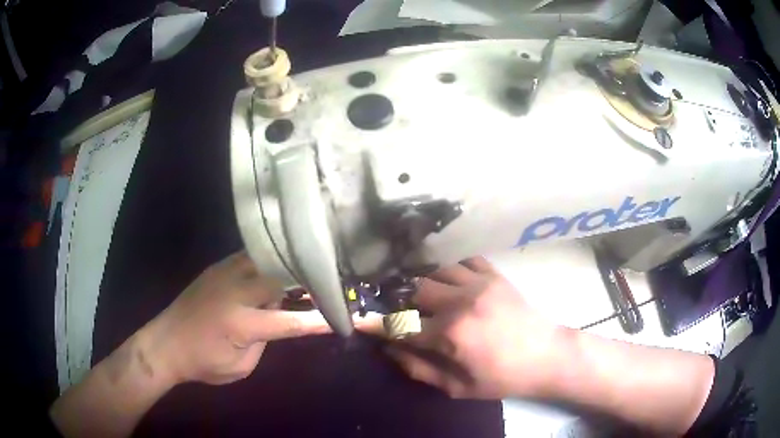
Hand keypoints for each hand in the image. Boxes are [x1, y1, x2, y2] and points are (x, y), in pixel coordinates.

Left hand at [141, 251, 334, 385]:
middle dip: (300, 282)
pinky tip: (269, 269)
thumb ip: (263, 341)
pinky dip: (263, 262)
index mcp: (240, 323)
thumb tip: (275, 319)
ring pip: (263, 260)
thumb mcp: (241, 366)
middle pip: (278, 278)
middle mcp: (234, 291)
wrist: (165, 343)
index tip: (342, 318)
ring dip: (281, 268)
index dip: (316, 321)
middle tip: (317, 286)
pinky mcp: (214, 268)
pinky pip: (247, 257)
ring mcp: (222, 274)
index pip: (289, 321)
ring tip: (296, 273)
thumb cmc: (203, 363)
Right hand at [387, 257, 568, 399]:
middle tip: (403, 309)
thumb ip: (419, 369)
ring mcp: (479, 283)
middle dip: (403, 300)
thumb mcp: (458, 387)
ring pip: (436, 270)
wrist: (546, 355)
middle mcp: (460, 302)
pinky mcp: (494, 275)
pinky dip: (451, 267)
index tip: (358, 318)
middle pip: (415, 289)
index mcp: (450, 335)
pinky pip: (464, 259)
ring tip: (426, 294)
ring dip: (426, 282)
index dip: (375, 323)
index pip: (401, 325)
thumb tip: (390, 350)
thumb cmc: (501, 378)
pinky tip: (452, 279)